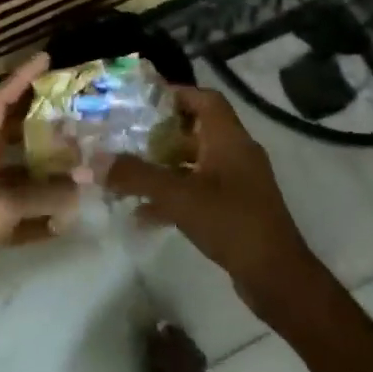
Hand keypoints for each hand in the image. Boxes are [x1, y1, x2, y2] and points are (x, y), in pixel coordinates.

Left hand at [0, 53, 79, 345]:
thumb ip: (41, 194)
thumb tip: (86, 182)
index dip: (19, 79)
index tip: (45, 59)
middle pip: (11, 134)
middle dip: (40, 119)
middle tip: (76, 108)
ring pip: (20, 174)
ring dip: (48, 169)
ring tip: (84, 160)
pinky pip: (21, 213)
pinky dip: (42, 213)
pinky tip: (68, 218)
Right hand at [105, 86, 318, 308]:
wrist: (277, 277)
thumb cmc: (231, 222)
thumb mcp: (177, 196)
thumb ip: (136, 175)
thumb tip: (95, 161)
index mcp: (229, 139)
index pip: (205, 99)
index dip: (176, 94)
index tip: (142, 101)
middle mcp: (236, 154)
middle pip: (196, 130)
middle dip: (160, 134)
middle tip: (126, 137)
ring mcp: (238, 183)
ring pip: (195, 163)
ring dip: (163, 167)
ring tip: (128, 175)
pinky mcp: (236, 209)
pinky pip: (199, 191)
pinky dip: (173, 196)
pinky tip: (143, 214)